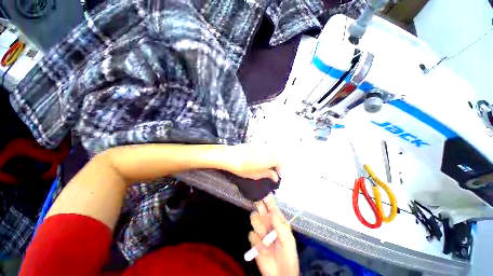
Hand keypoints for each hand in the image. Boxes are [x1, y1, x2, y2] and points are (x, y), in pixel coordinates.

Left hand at [226, 144, 280, 181]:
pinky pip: (265, 148)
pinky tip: (260, 158)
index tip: (277, 174)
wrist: (230, 156)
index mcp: (269, 159)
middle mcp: (267, 151)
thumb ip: (267, 174)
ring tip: (267, 165)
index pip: (281, 162)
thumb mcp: (255, 175)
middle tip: (272, 170)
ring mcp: (262, 146)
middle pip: (278, 155)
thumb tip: (276, 177)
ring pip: (272, 151)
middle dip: (278, 163)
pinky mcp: (256, 144)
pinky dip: (266, 153)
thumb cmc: (242, 168)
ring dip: (272, 157)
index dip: (280, 169)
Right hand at [248, 194, 298, 275]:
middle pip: (260, 208)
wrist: (280, 275)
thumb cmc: (288, 256)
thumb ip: (280, 225)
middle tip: (258, 202)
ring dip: (259, 228)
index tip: (263, 191)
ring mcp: (260, 231)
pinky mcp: (254, 241)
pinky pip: (251, 235)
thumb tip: (272, 211)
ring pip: (254, 219)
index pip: (271, 206)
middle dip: (259, 206)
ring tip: (266, 237)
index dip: (267, 198)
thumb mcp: (288, 240)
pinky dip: (257, 243)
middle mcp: (268, 222)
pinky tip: (264, 250)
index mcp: (278, 221)